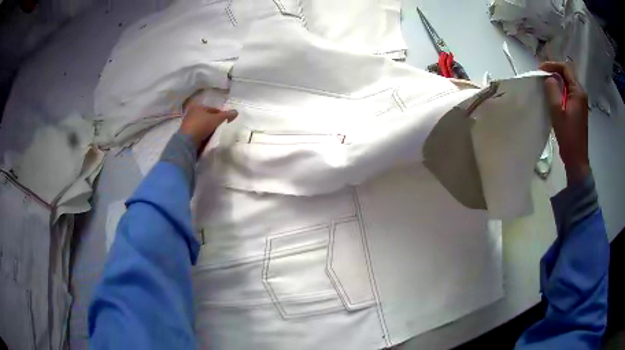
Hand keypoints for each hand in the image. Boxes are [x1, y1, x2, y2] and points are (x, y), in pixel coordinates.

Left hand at [179, 105, 237, 152]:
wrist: (187, 141)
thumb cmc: (202, 125)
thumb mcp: (217, 119)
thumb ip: (226, 115)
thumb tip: (236, 111)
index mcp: (198, 107)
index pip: (213, 109)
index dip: (221, 114)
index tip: (226, 121)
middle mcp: (191, 113)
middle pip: (207, 117)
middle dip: (214, 122)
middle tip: (221, 128)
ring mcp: (188, 124)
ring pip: (202, 125)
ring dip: (209, 129)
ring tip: (216, 134)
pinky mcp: (186, 134)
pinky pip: (198, 133)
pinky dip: (203, 135)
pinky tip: (208, 139)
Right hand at [539, 61, 589, 184]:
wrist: (576, 159)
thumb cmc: (568, 136)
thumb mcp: (557, 112)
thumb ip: (552, 90)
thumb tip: (549, 78)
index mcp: (578, 92)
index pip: (565, 68)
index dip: (552, 65)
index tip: (540, 70)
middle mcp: (581, 94)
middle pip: (567, 75)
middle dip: (553, 73)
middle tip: (541, 77)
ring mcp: (580, 103)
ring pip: (567, 84)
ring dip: (556, 83)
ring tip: (545, 86)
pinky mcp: (578, 110)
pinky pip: (568, 94)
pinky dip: (559, 92)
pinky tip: (552, 98)